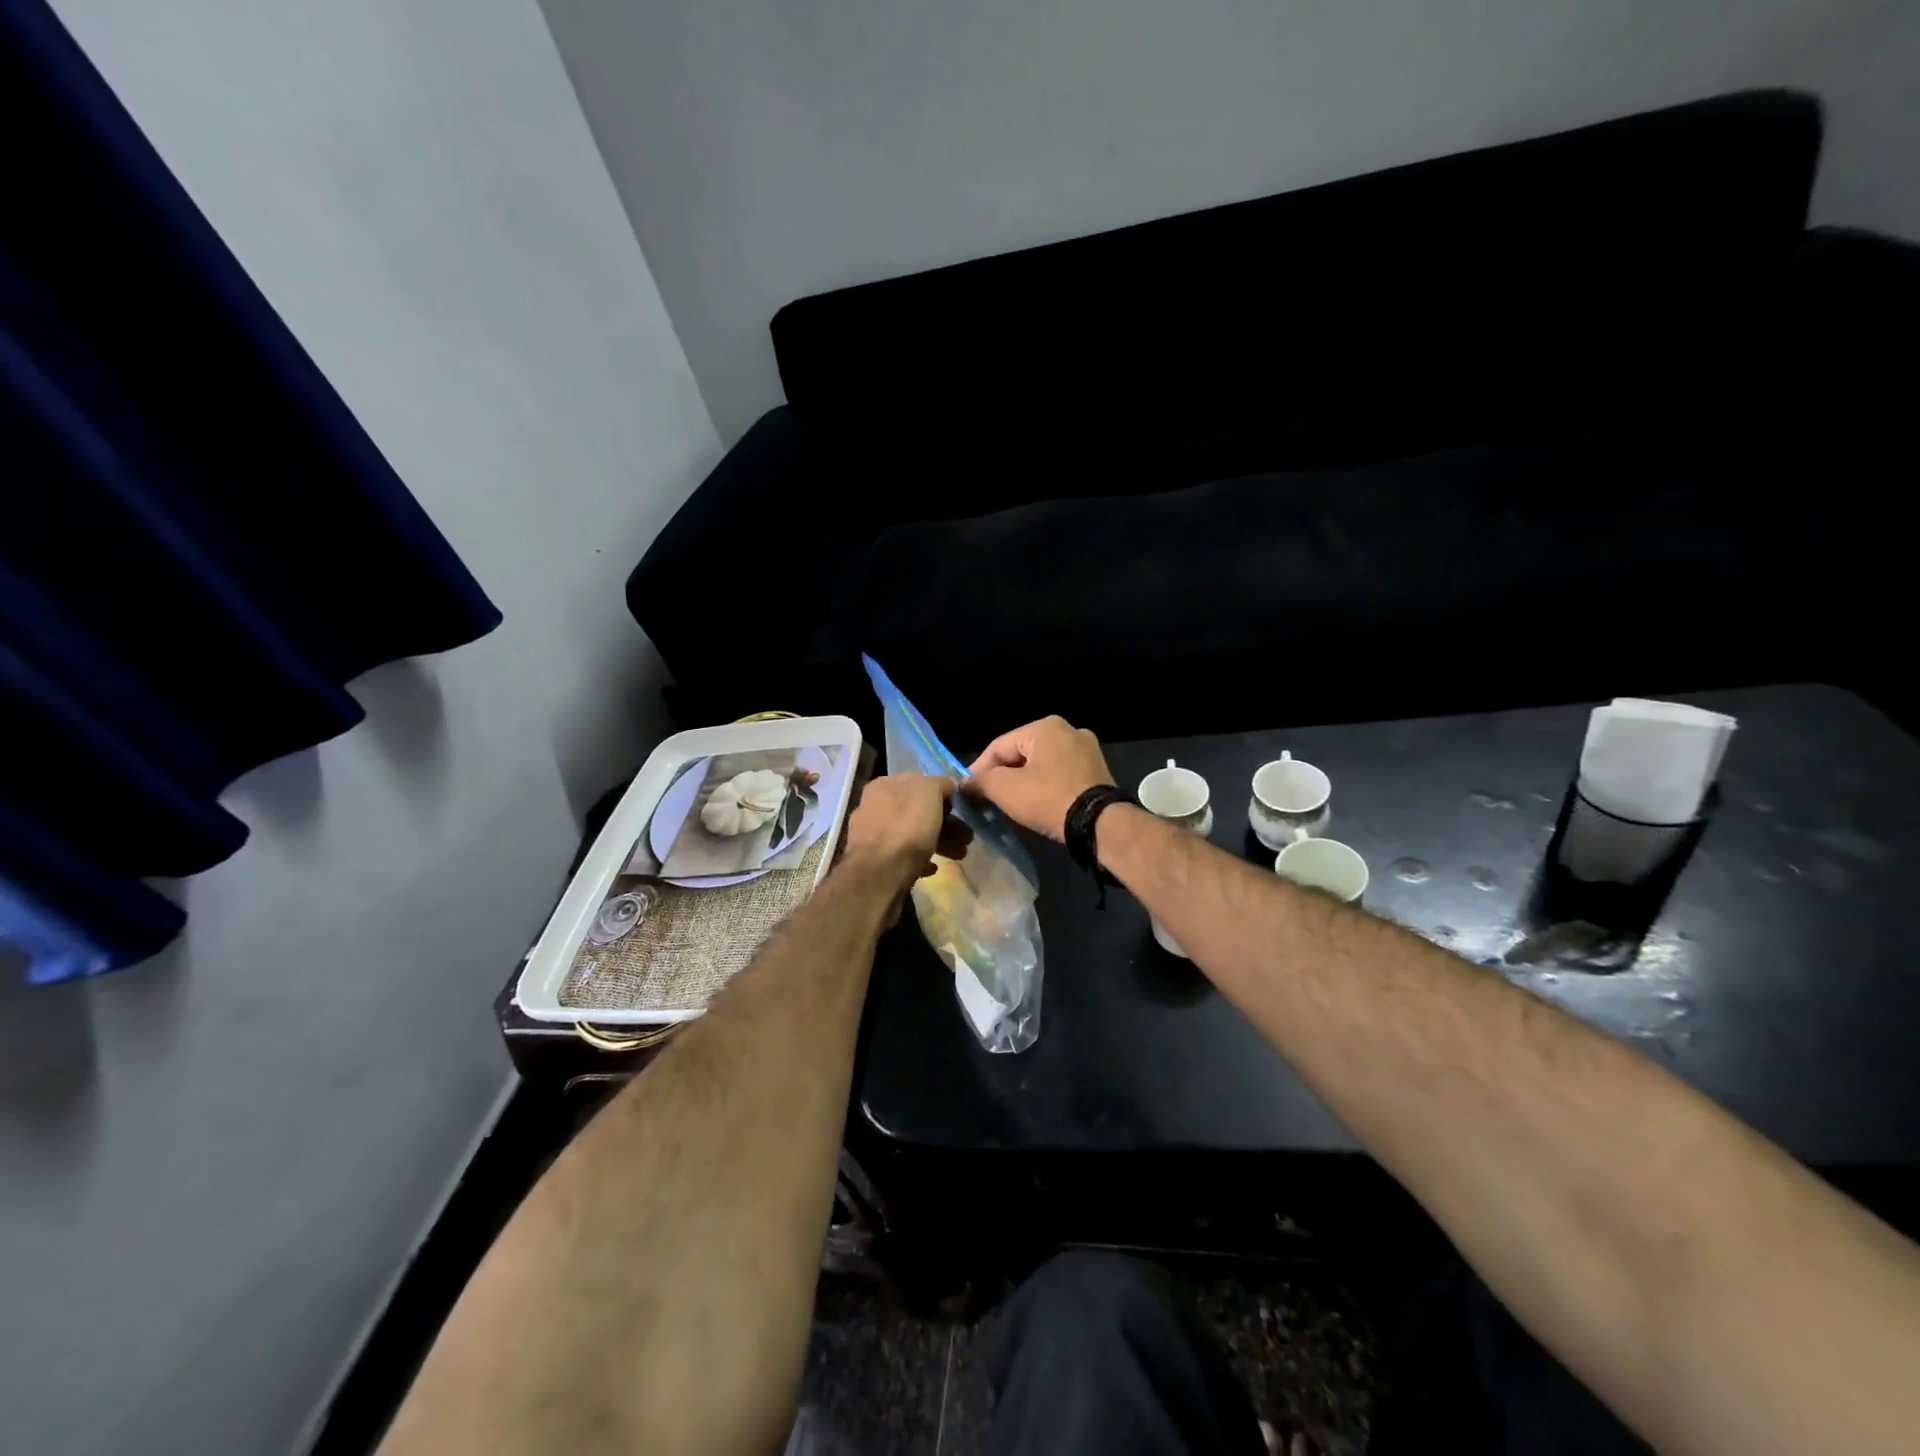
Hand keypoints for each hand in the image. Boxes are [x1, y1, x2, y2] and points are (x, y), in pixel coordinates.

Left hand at [841, 774, 969, 895]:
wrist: (878, 876)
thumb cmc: (906, 828)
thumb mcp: (929, 793)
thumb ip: (941, 784)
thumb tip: (948, 786)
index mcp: (885, 785)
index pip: (921, 783)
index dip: (945, 795)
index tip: (963, 811)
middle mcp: (875, 806)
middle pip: (919, 811)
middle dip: (946, 823)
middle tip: (967, 838)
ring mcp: (873, 835)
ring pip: (913, 833)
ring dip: (939, 842)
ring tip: (959, 856)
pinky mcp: (875, 862)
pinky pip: (903, 855)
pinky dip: (920, 859)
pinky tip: (932, 868)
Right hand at [963, 715, 1114, 840]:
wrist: (1099, 825)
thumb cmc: (1048, 798)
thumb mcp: (1005, 789)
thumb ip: (980, 782)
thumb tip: (965, 784)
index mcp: (1046, 727)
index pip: (999, 746)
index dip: (978, 769)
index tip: (967, 792)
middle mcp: (1069, 731)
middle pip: (1021, 756)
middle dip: (1003, 778)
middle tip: (988, 801)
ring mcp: (1088, 752)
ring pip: (1041, 768)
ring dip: (1023, 786)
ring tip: (1009, 809)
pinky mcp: (1098, 774)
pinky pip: (1060, 778)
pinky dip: (1045, 791)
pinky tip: (1036, 809)